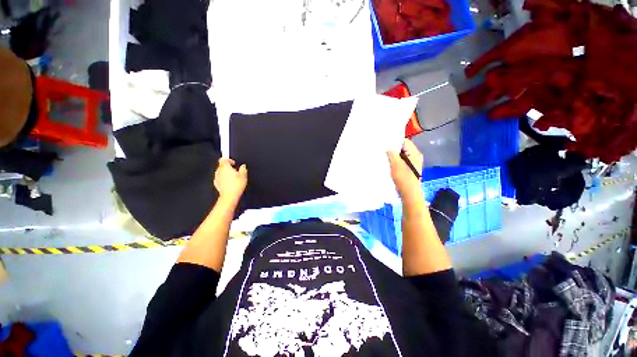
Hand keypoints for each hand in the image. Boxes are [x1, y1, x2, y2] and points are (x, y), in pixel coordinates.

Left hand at [214, 158, 246, 202]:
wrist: (230, 196)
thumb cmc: (236, 185)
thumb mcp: (244, 175)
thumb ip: (243, 169)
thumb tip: (243, 166)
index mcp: (225, 167)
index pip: (223, 159)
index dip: (228, 160)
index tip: (233, 163)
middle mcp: (219, 171)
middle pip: (222, 166)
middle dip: (228, 167)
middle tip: (235, 171)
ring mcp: (216, 178)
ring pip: (220, 172)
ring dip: (226, 173)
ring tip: (233, 178)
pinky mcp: (216, 184)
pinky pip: (220, 179)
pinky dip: (224, 179)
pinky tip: (230, 183)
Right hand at [387, 139, 422, 198]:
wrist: (409, 193)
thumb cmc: (403, 178)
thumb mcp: (396, 164)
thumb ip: (392, 154)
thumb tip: (388, 148)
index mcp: (414, 153)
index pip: (404, 141)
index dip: (394, 141)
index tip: (385, 142)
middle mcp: (415, 156)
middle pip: (403, 148)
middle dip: (393, 149)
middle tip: (383, 149)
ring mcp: (413, 163)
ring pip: (401, 155)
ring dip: (393, 155)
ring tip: (384, 155)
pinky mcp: (409, 169)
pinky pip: (401, 161)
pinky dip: (395, 161)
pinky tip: (388, 163)